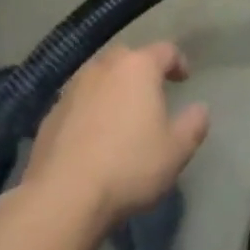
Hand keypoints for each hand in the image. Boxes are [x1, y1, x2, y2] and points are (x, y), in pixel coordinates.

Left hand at [20, 42, 209, 230]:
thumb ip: (193, 124)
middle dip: (141, 70)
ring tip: (121, 113)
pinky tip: (93, 136)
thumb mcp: (176, 151)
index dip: (178, 62)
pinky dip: (89, 109)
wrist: (62, 198)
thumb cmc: (129, 167)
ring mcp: (72, 89)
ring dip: (112, 88)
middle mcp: (104, 68)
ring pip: (98, 77)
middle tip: (151, 93)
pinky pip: (78, 102)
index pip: (165, 51)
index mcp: (138, 68)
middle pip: (127, 57)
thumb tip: (200, 109)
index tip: (184, 79)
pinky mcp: (50, 115)